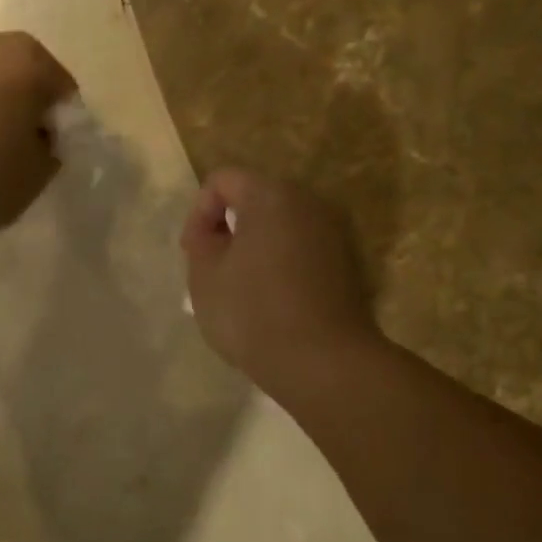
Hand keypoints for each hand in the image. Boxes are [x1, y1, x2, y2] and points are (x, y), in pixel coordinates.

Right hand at [181, 169, 380, 395]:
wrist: (322, 362)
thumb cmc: (252, 312)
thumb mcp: (204, 274)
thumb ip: (202, 239)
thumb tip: (214, 230)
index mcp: (271, 195)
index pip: (222, 180)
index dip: (198, 212)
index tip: (193, 252)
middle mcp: (308, 203)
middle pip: (256, 198)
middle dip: (228, 226)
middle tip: (212, 268)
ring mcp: (334, 233)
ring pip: (281, 226)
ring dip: (255, 246)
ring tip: (240, 287)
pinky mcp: (347, 264)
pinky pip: (302, 250)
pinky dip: (281, 264)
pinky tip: (271, 301)